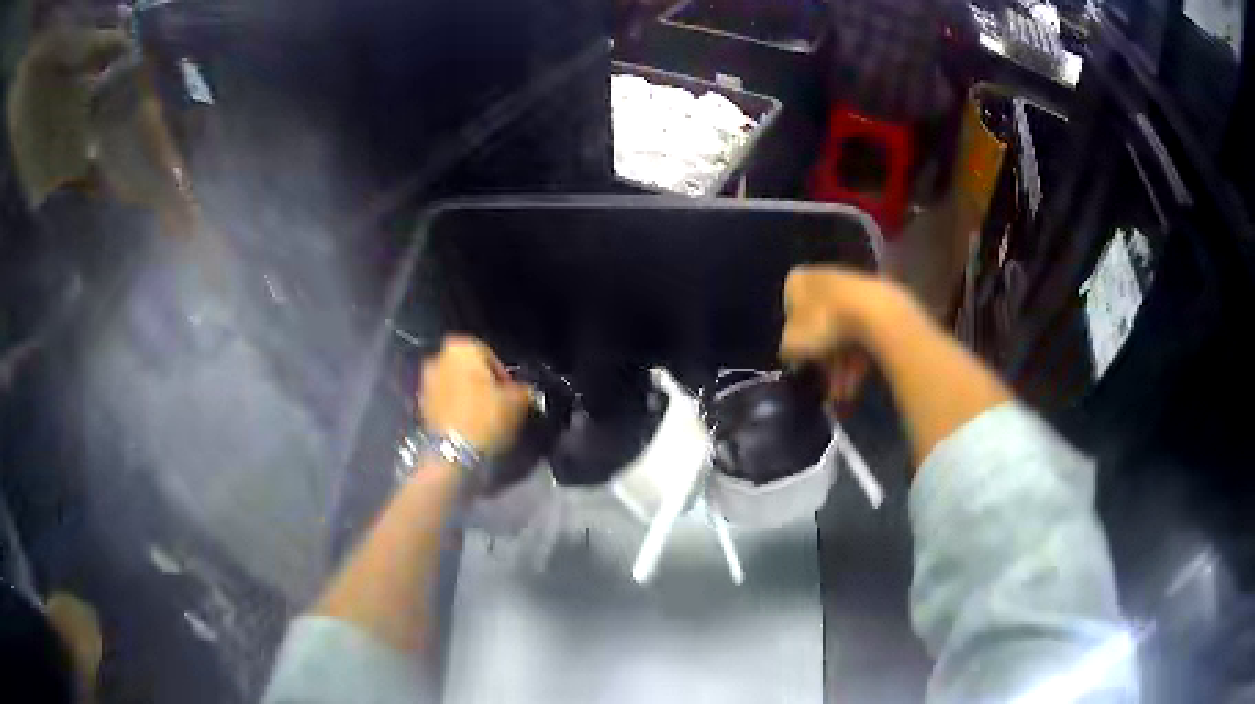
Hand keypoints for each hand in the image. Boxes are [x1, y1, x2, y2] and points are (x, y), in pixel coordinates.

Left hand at [419, 336, 530, 456]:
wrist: (451, 452)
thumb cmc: (485, 417)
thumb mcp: (517, 402)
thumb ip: (523, 389)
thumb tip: (524, 390)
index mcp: (462, 347)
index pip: (490, 354)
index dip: (503, 374)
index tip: (512, 392)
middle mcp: (439, 356)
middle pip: (468, 368)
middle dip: (482, 383)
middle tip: (498, 402)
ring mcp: (426, 380)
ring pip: (455, 384)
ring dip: (467, 395)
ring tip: (484, 417)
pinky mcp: (421, 404)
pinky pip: (444, 400)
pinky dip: (455, 408)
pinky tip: (469, 425)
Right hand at [780, 266, 898, 405]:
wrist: (874, 312)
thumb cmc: (823, 323)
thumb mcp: (791, 344)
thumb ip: (787, 351)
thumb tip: (792, 356)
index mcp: (797, 280)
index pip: (789, 313)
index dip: (796, 343)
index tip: (803, 364)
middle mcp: (823, 278)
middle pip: (820, 327)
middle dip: (824, 363)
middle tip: (827, 389)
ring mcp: (851, 289)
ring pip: (843, 335)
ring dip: (842, 368)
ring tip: (844, 395)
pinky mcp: (876, 303)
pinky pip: (862, 334)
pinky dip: (858, 359)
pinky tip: (857, 383)